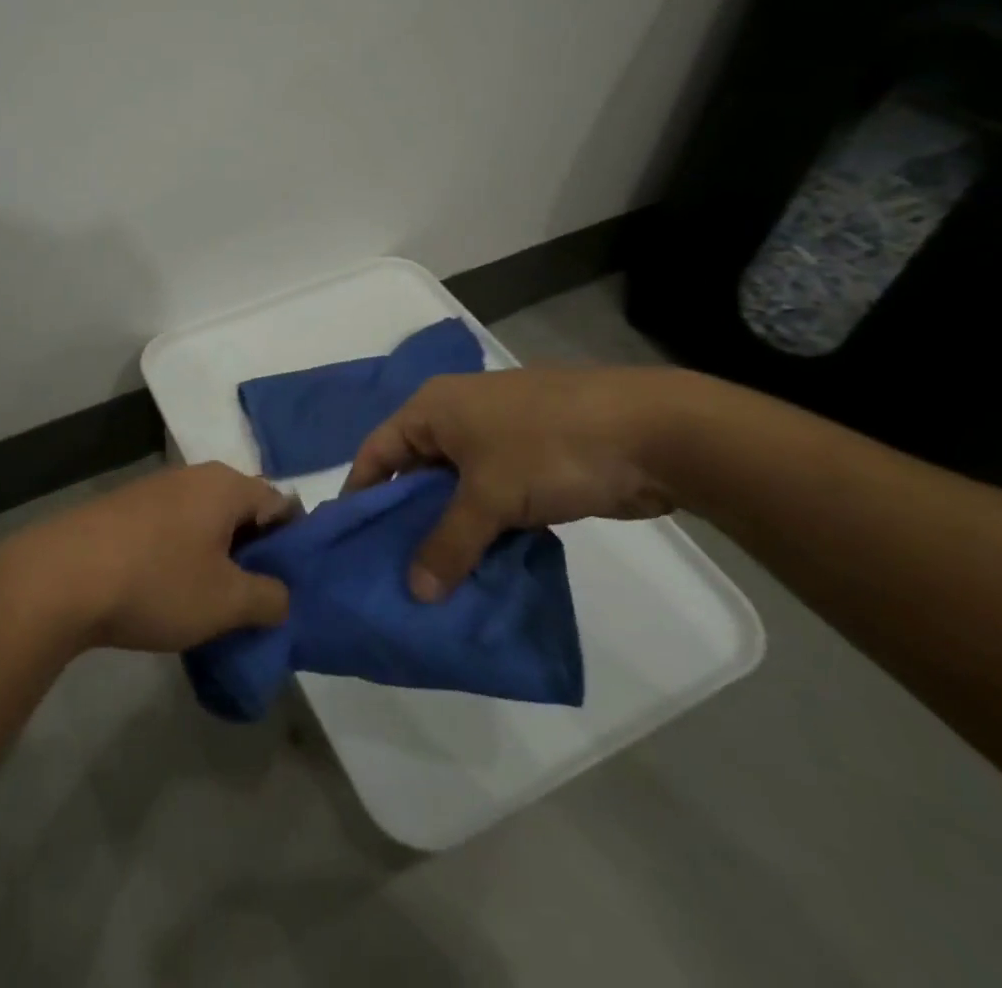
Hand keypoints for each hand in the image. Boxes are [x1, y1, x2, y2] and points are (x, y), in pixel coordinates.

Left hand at [8, 463, 294, 652]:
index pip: (280, 505)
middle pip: (241, 512)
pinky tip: (170, 593)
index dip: (292, 546)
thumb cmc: (158, 582)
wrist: (62, 577)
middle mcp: (193, 476)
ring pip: (205, 522)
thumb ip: (269, 598)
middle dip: (253, 555)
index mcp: (225, 485)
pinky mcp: (125, 509)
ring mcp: (154, 489)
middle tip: (254, 602)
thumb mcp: (227, 602)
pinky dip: (182, 557)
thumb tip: (281, 595)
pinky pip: (172, 530)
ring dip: (216, 558)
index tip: (289, 587)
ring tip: (213, 604)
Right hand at [343, 367, 683, 601]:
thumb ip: (448, 544)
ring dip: (448, 531)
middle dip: (406, 520)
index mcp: (433, 408)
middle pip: (414, 472)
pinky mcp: (530, 463)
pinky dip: (483, 531)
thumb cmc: (548, 447)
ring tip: (432, 581)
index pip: (377, 451)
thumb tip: (416, 592)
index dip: (361, 493)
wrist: (650, 432)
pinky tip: (478, 570)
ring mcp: (496, 440)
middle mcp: (457, 419)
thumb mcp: (489, 497)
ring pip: (455, 491)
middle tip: (391, 571)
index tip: (350, 541)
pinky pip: (490, 500)